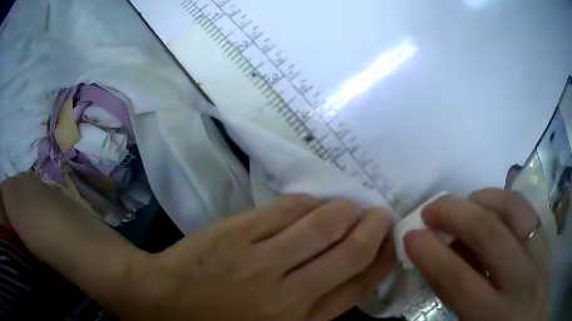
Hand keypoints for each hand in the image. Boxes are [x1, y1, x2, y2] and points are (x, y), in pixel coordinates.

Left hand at [132, 195, 394, 320]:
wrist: (163, 301)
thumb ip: (314, 306)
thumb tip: (348, 273)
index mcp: (299, 319)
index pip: (358, 285)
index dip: (380, 259)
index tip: (389, 242)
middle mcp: (289, 292)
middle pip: (349, 252)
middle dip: (373, 227)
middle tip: (380, 214)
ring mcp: (261, 260)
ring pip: (322, 224)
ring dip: (344, 210)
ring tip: (350, 206)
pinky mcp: (238, 233)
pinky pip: (285, 210)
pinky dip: (307, 202)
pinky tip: (311, 203)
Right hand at [404, 190, 549, 320]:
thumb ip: (456, 300)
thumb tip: (437, 263)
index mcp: (493, 317)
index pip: (458, 278)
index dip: (430, 254)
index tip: (410, 237)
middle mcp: (521, 282)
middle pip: (488, 234)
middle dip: (453, 214)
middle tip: (430, 210)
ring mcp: (539, 257)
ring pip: (512, 209)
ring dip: (480, 199)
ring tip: (462, 205)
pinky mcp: (547, 244)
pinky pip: (527, 209)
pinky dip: (504, 200)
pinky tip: (491, 207)